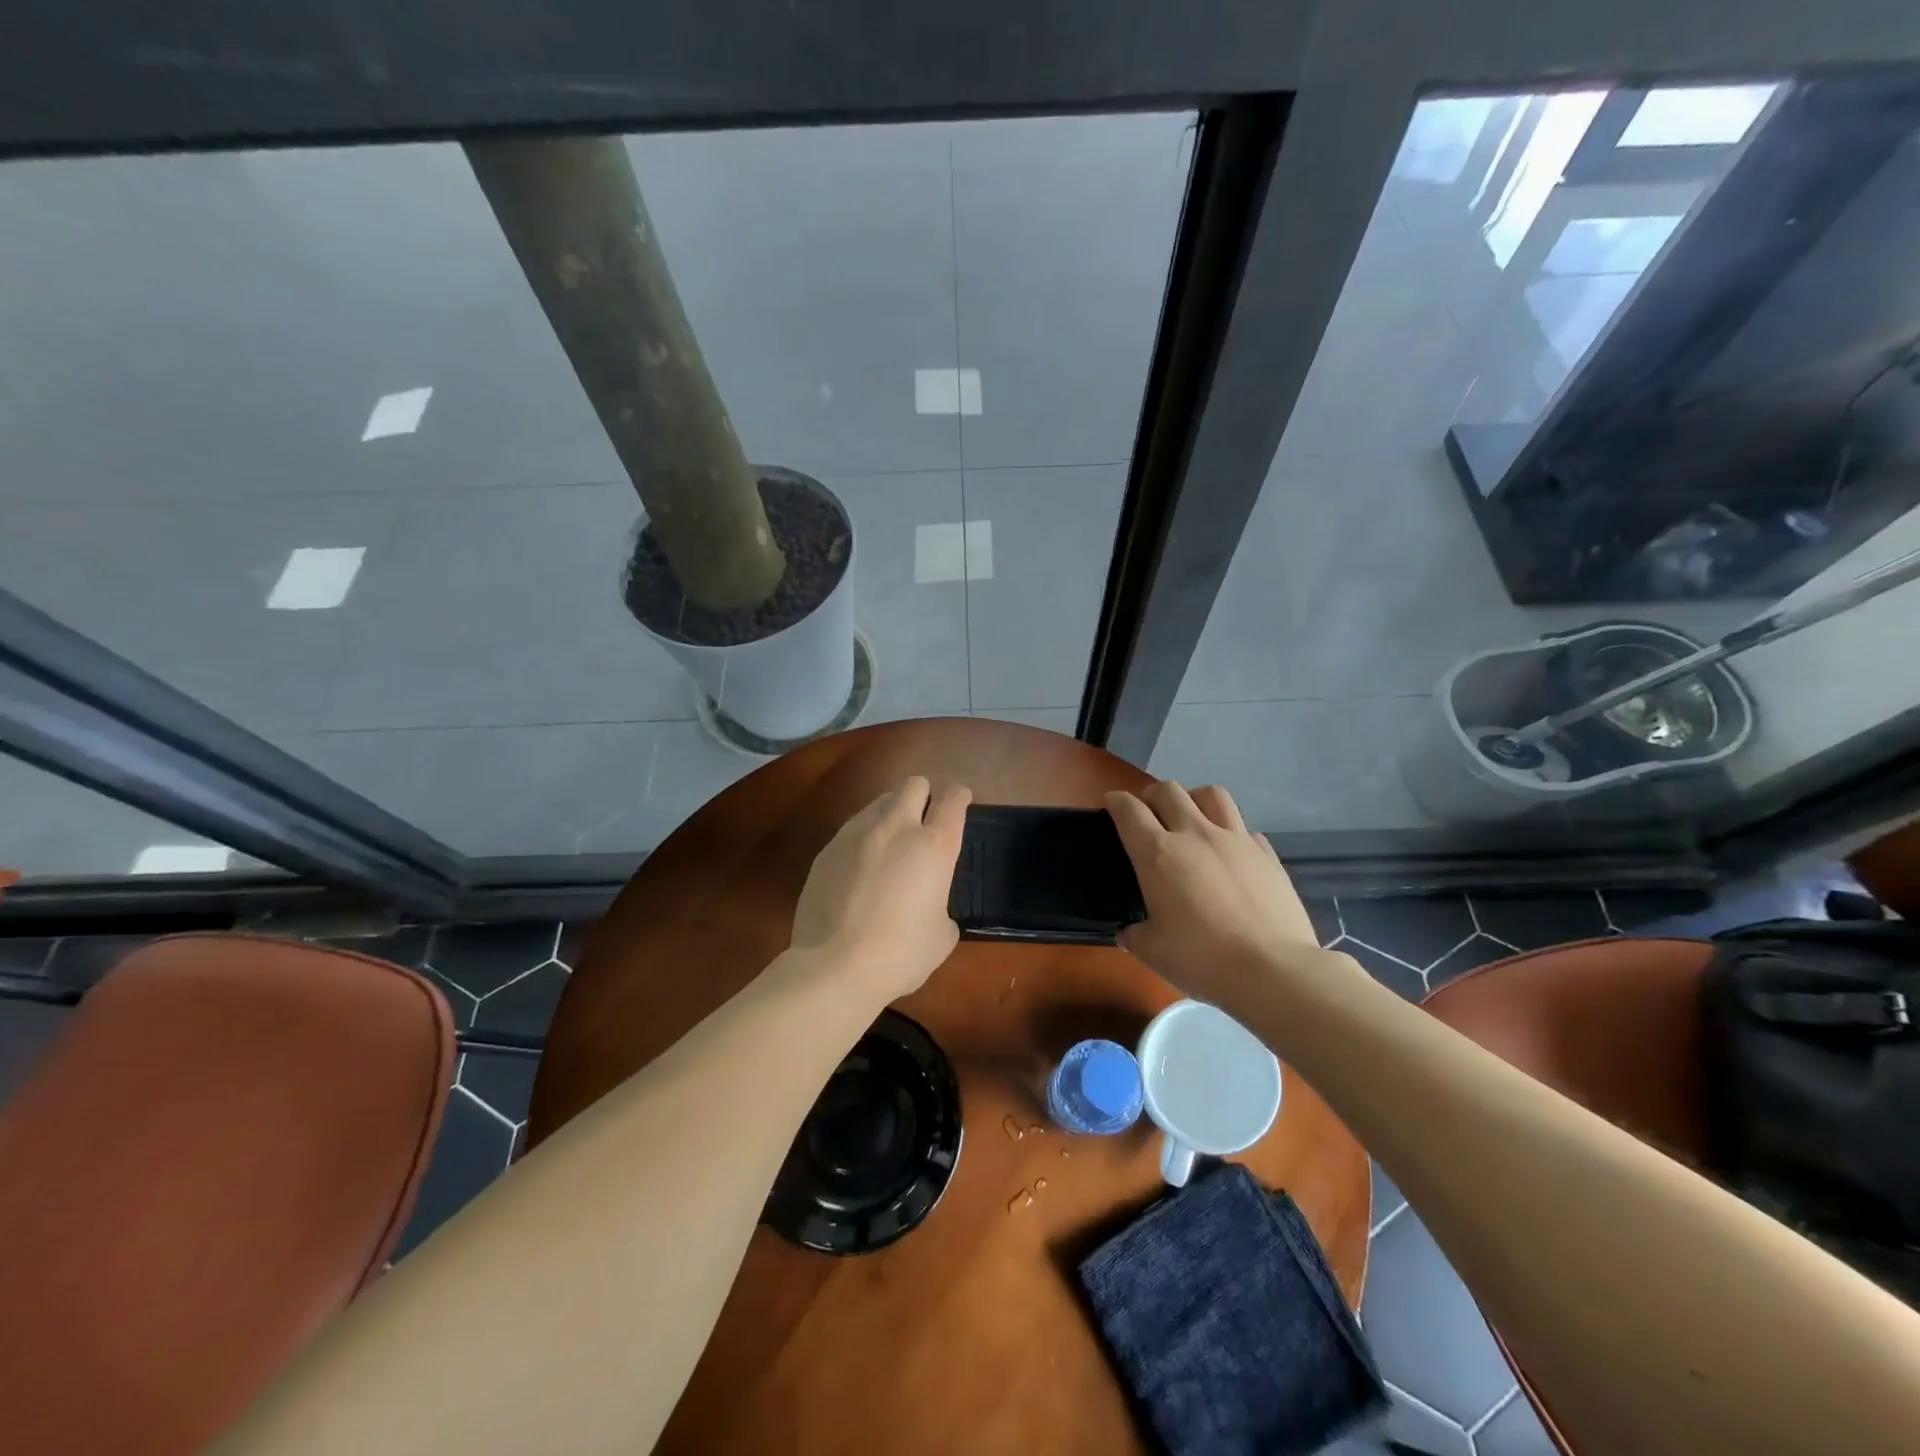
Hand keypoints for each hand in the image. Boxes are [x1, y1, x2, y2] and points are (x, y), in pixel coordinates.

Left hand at [790, 777, 971, 1002]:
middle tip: (925, 821)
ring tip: (890, 843)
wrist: (834, 967)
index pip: (953, 800)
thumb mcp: (941, 936)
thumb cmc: (900, 954)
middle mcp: (896, 828)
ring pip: (880, 802)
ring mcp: (856, 834)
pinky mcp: (827, 849)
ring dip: (891, 814)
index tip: (959, 804)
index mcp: (934, 846)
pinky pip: (852, 828)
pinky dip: (863, 838)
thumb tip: (931, 908)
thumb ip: (942, 907)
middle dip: (924, 796)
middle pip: (914, 784)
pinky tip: (860, 868)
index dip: (959, 798)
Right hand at [1105, 781, 1333, 1004]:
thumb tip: (1129, 932)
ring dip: (1194, 800)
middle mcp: (1195, 834)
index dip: (1116, 802)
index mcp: (1158, 853)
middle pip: (1168, 791)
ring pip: (1211, 794)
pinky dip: (1232, 833)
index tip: (1112, 806)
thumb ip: (1135, 935)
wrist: (1273, 970)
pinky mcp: (1267, 853)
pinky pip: (1245, 828)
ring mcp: (1235, 839)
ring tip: (1192, 819)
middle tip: (1149, 815)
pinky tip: (1231, 854)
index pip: (1129, 810)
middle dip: (1152, 796)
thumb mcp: (1152, 952)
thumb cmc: (1201, 958)